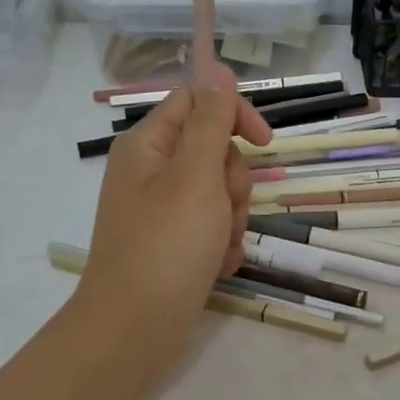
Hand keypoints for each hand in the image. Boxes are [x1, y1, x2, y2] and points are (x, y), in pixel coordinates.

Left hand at [73, 70, 271, 374]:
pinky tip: (217, 265)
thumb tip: (218, 68)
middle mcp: (151, 171)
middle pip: (214, 150)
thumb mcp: (195, 177)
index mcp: (147, 145)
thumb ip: (211, 121)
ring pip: (219, 192)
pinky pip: (212, 227)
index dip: (234, 114)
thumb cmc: (166, 247)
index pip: (198, 101)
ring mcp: (162, 210)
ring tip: (219, 246)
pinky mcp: (173, 243)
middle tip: (224, 209)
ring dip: (232, 217)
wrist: (134, 331)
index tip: (265, 143)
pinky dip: (222, 244)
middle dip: (233, 181)